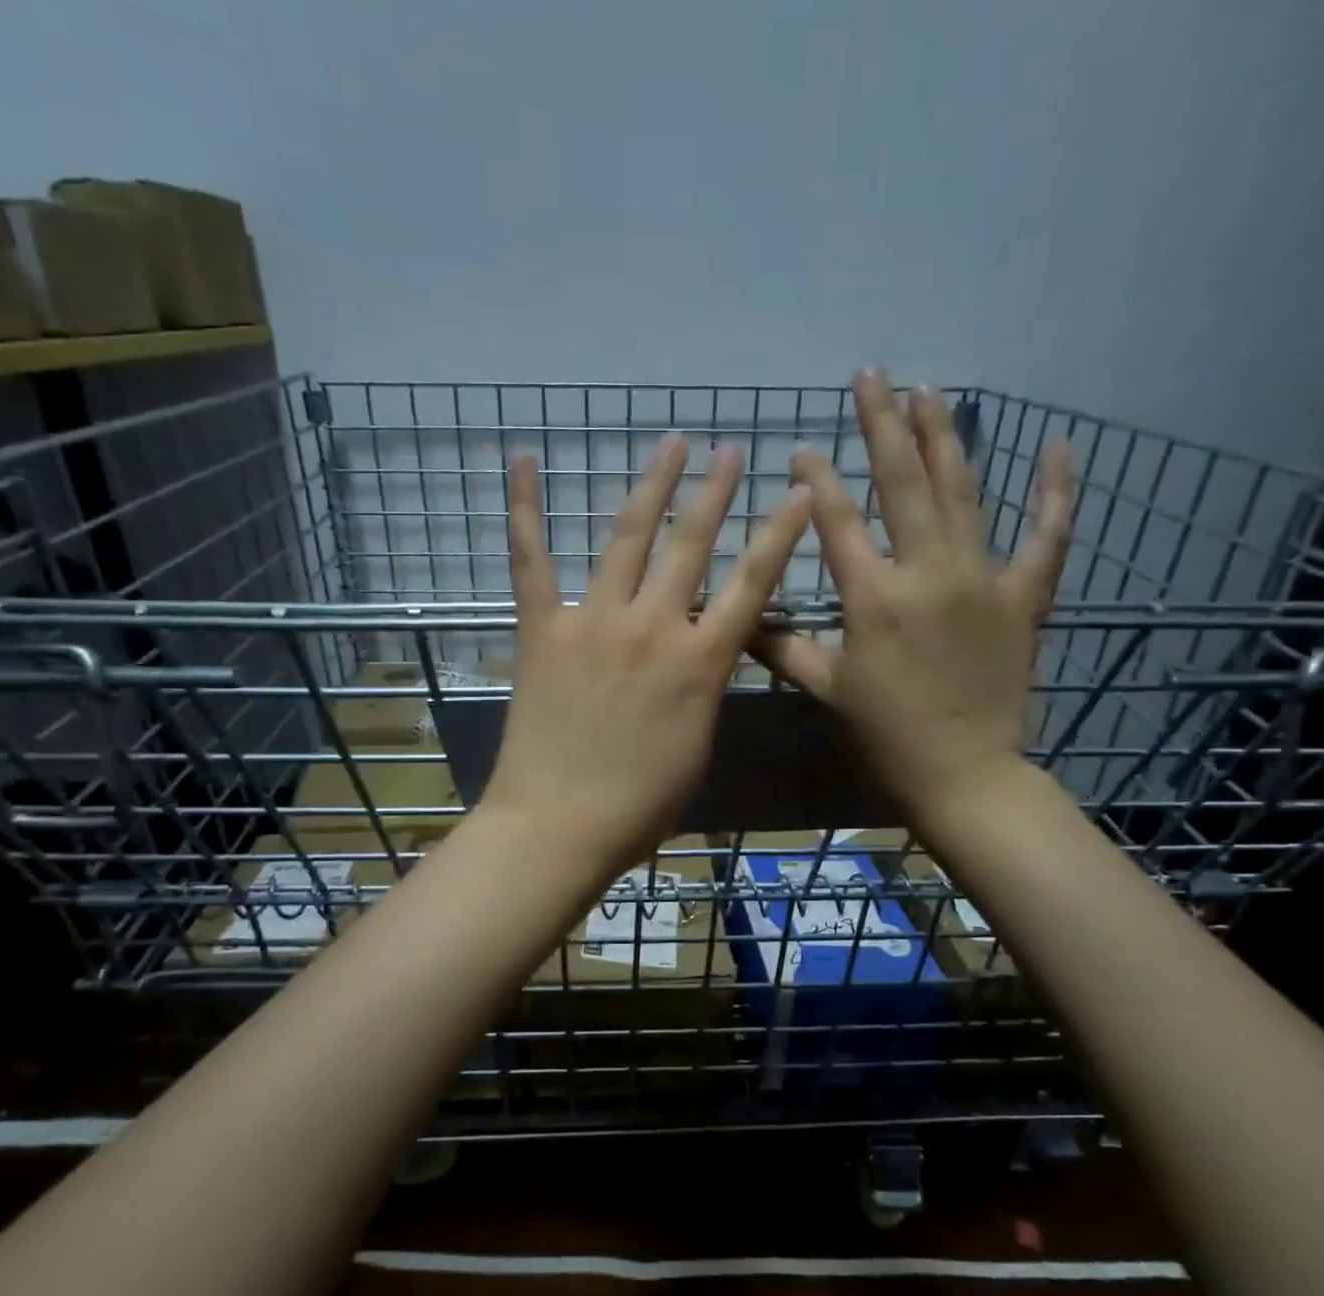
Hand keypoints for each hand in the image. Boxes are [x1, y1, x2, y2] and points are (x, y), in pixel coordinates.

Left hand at [482, 435, 811, 876]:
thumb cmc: (640, 804)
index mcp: (701, 664)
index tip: (798, 492)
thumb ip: (703, 688)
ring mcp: (594, 622)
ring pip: (629, 537)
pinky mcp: (543, 629)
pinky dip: (525, 509)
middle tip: (730, 451)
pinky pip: (532, 560)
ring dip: (654, 485)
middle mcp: (654, 627)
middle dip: (716, 493)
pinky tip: (524, 460)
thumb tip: (702, 653)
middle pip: (692, 545)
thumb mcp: (696, 744)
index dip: (779, 534)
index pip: (753, 584)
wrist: (560, 825)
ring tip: (672, 442)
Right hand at [750, 369, 1073, 826]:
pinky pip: (1047, 535)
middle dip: (882, 425)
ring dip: (944, 436)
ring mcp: (982, 579)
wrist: (965, 773)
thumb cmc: (887, 735)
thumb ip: (782, 647)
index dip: (816, 480)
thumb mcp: (828, 689)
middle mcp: (927, 573)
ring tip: (930, 390)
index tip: (802, 447)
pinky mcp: (1024, 596)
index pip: (837, 521)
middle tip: (871, 375)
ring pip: (963, 492)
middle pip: (902, 483)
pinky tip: (1059, 446)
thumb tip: (737, 618)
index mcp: (873, 598)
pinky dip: (1055, 491)